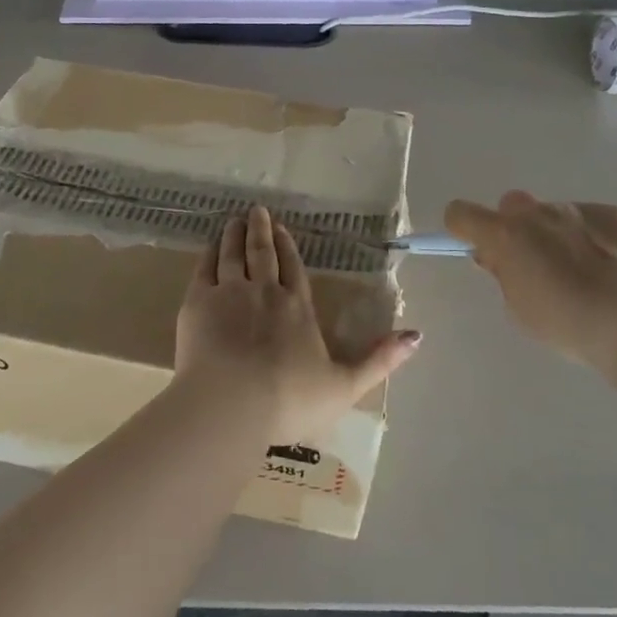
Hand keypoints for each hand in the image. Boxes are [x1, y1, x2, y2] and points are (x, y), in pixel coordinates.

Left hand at [175, 206, 420, 443]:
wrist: (231, 405)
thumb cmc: (289, 400)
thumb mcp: (345, 386)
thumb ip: (380, 360)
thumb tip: (418, 336)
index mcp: (297, 308)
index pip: (294, 269)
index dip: (288, 248)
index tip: (281, 228)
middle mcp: (264, 292)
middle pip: (262, 254)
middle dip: (260, 231)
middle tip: (256, 211)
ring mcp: (229, 294)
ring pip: (232, 255)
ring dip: (233, 236)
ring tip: (233, 221)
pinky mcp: (198, 303)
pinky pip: (204, 269)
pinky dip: (208, 254)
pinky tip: (209, 248)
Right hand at [443, 191, 616, 365]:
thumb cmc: (563, 322)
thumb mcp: (517, 307)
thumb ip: (502, 274)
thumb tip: (495, 255)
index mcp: (505, 234)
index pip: (460, 212)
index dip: (464, 227)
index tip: (478, 246)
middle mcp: (537, 211)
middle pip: (512, 206)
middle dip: (517, 226)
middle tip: (535, 261)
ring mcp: (578, 208)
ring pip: (555, 213)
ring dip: (558, 233)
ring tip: (584, 271)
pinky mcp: (614, 213)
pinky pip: (592, 220)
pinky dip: (595, 238)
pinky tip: (610, 267)